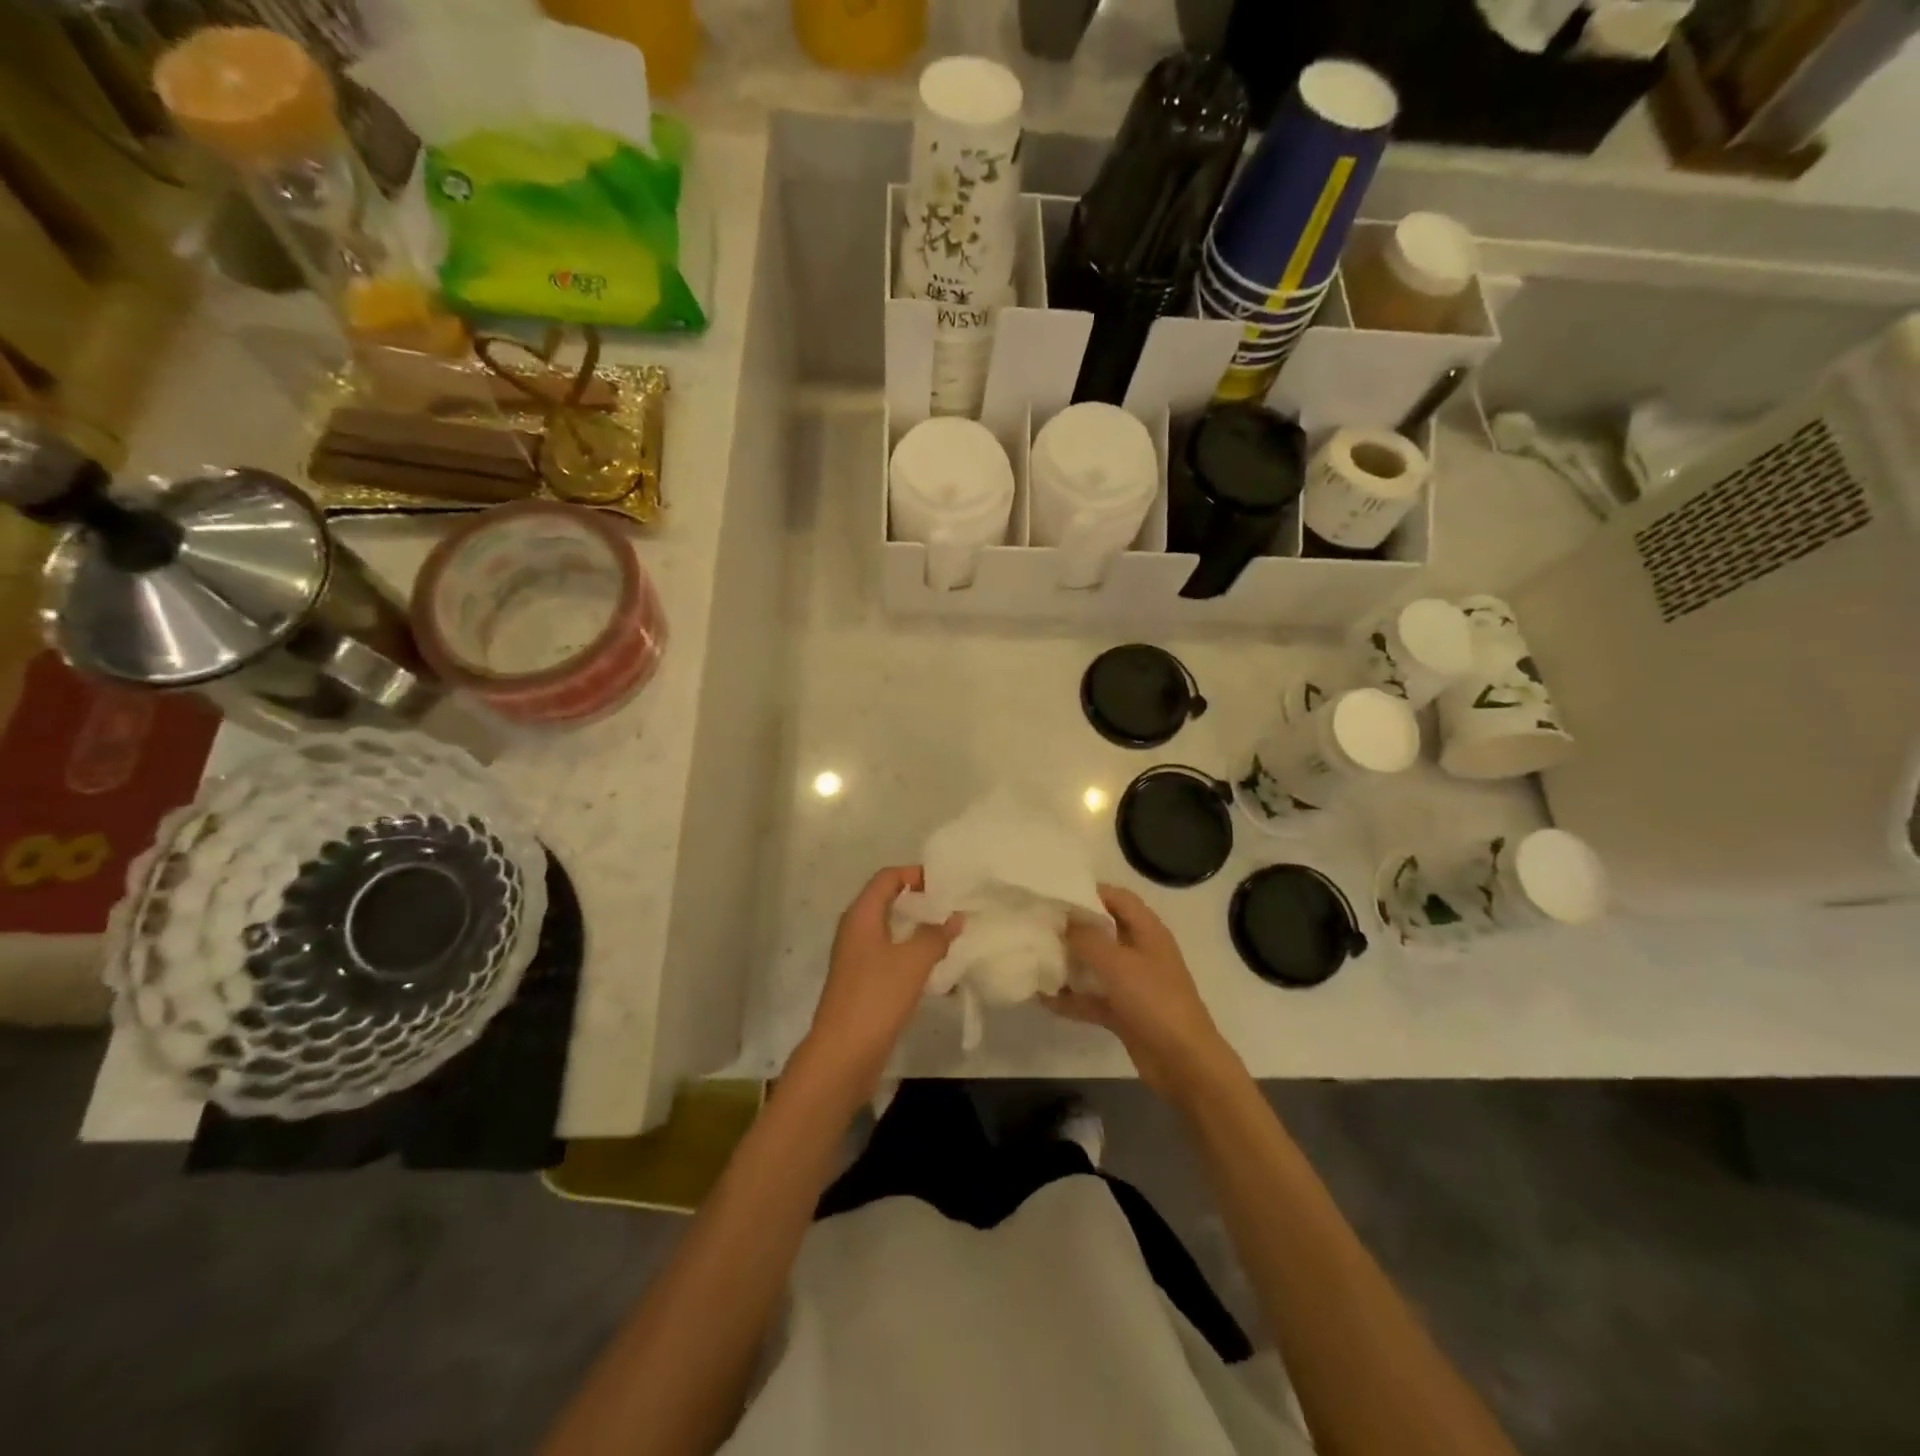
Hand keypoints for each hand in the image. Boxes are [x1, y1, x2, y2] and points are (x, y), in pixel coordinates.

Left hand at [796, 866, 960, 1104]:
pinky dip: (912, 956)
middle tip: (952, 906)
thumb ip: (935, 936)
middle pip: (888, 902)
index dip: (914, 874)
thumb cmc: (876, 998)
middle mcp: (855, 931)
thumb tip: (954, 917)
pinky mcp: (863, 983)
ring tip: (950, 935)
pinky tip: (936, 969)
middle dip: (920, 902)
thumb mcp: (913, 962)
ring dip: (918, 931)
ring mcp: (857, 959)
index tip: (945, 882)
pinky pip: (891, 957)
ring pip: (891, 932)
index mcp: (861, 916)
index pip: (887, 878)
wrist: (843, 1054)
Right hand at [1044, 885, 1241, 1103]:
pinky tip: (1043, 998)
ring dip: (1069, 963)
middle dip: (1073, 927)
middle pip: (1103, 930)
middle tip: (1038, 924)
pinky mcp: (1124, 1012)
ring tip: (1035, 956)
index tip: (1055, 893)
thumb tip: (1064, 920)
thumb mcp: (1118, 964)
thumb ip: (1087, 938)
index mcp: (1147, 931)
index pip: (1117, 898)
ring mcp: (1132, 984)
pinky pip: (1092, 998)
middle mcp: (1140, 952)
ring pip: (1095, 965)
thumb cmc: (1154, 1002)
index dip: (1089, 891)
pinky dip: (1071, 998)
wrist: (1184, 1063)